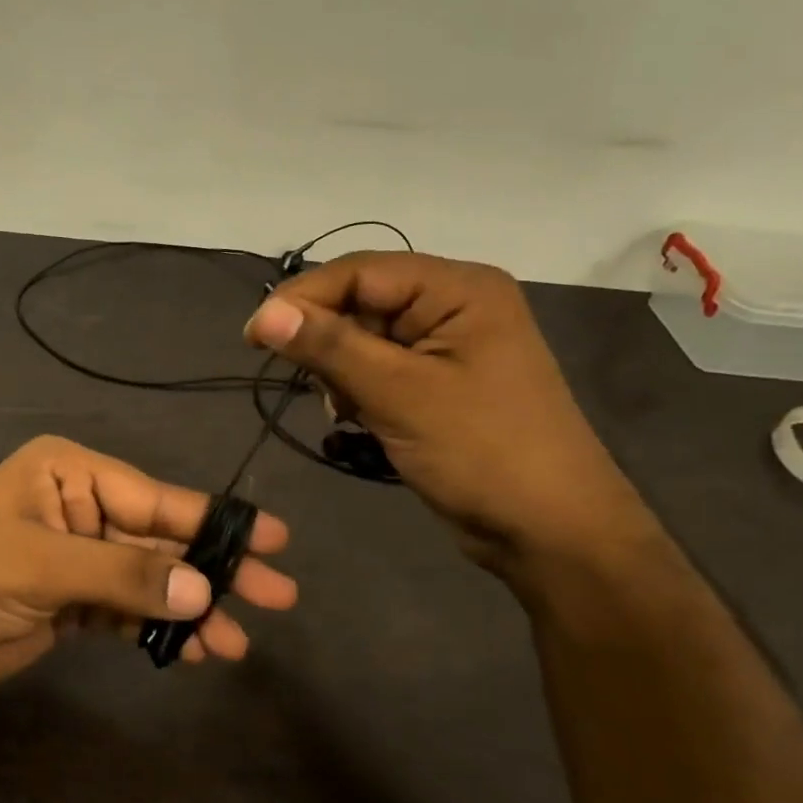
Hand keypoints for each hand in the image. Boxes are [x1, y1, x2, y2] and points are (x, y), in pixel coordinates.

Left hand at [0, 436, 297, 694]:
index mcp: (70, 474)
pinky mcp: (70, 601)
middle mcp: (80, 507)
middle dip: (214, 570)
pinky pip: (126, 610)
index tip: (275, 541)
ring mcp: (76, 556)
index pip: (156, 497)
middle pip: (161, 539)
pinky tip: (193, 649)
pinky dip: (157, 628)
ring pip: (149, 579)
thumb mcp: (42, 565)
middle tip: (277, 596)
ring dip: (190, 609)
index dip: (215, 521)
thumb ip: (124, 575)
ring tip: (235, 643)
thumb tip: (203, 589)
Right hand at [244, 251, 646, 570]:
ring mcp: (447, 346)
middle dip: (327, 343)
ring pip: (364, 339)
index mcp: (458, 289)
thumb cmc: (481, 452)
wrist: (549, 530)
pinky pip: (379, 369)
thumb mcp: (398, 394)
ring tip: (347, 410)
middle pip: (361, 302)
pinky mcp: (438, 383)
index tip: (253, 338)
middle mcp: (453, 305)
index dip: (301, 298)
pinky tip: (360, 420)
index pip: (359, 272)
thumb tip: (263, 313)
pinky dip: (358, 391)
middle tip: (313, 387)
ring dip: (341, 372)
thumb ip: (329, 347)